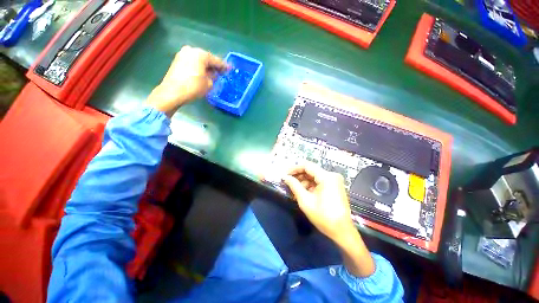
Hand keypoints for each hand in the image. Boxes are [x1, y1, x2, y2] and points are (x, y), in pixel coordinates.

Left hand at [146, 45, 227, 116]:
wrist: (173, 92)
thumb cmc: (193, 87)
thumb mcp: (209, 84)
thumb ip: (213, 77)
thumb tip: (212, 74)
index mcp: (200, 54)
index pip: (216, 60)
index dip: (224, 66)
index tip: (230, 69)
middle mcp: (191, 50)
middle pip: (206, 58)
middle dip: (213, 66)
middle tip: (221, 72)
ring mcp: (182, 54)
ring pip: (198, 60)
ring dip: (205, 67)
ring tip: (212, 74)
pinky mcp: (177, 60)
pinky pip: (192, 62)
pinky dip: (198, 67)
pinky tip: (202, 73)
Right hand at [282, 163, 355, 244]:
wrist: (342, 232)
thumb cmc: (323, 216)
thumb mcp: (305, 200)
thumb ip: (294, 186)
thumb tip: (285, 177)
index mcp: (327, 177)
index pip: (307, 166)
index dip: (294, 168)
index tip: (285, 174)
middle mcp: (332, 175)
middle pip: (311, 170)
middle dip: (298, 176)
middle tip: (287, 182)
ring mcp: (334, 181)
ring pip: (314, 176)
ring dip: (303, 181)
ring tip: (293, 190)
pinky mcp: (334, 186)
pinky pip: (318, 182)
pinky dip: (310, 185)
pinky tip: (302, 192)